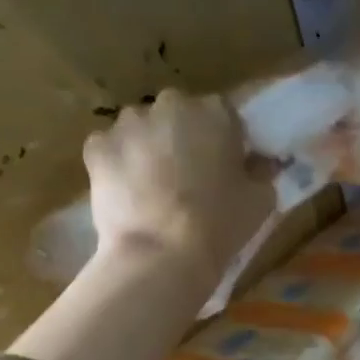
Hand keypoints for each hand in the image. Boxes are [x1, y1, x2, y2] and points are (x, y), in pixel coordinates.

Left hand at [83, 90, 273, 282]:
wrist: (162, 253)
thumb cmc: (221, 224)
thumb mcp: (262, 200)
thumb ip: (262, 172)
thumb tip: (259, 164)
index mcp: (214, 113)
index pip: (224, 113)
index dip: (226, 139)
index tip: (228, 165)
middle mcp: (169, 106)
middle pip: (179, 115)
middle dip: (184, 137)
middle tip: (192, 177)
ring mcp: (128, 124)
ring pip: (142, 129)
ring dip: (150, 148)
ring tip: (157, 188)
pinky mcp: (97, 147)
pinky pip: (112, 149)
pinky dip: (120, 165)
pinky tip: (130, 194)